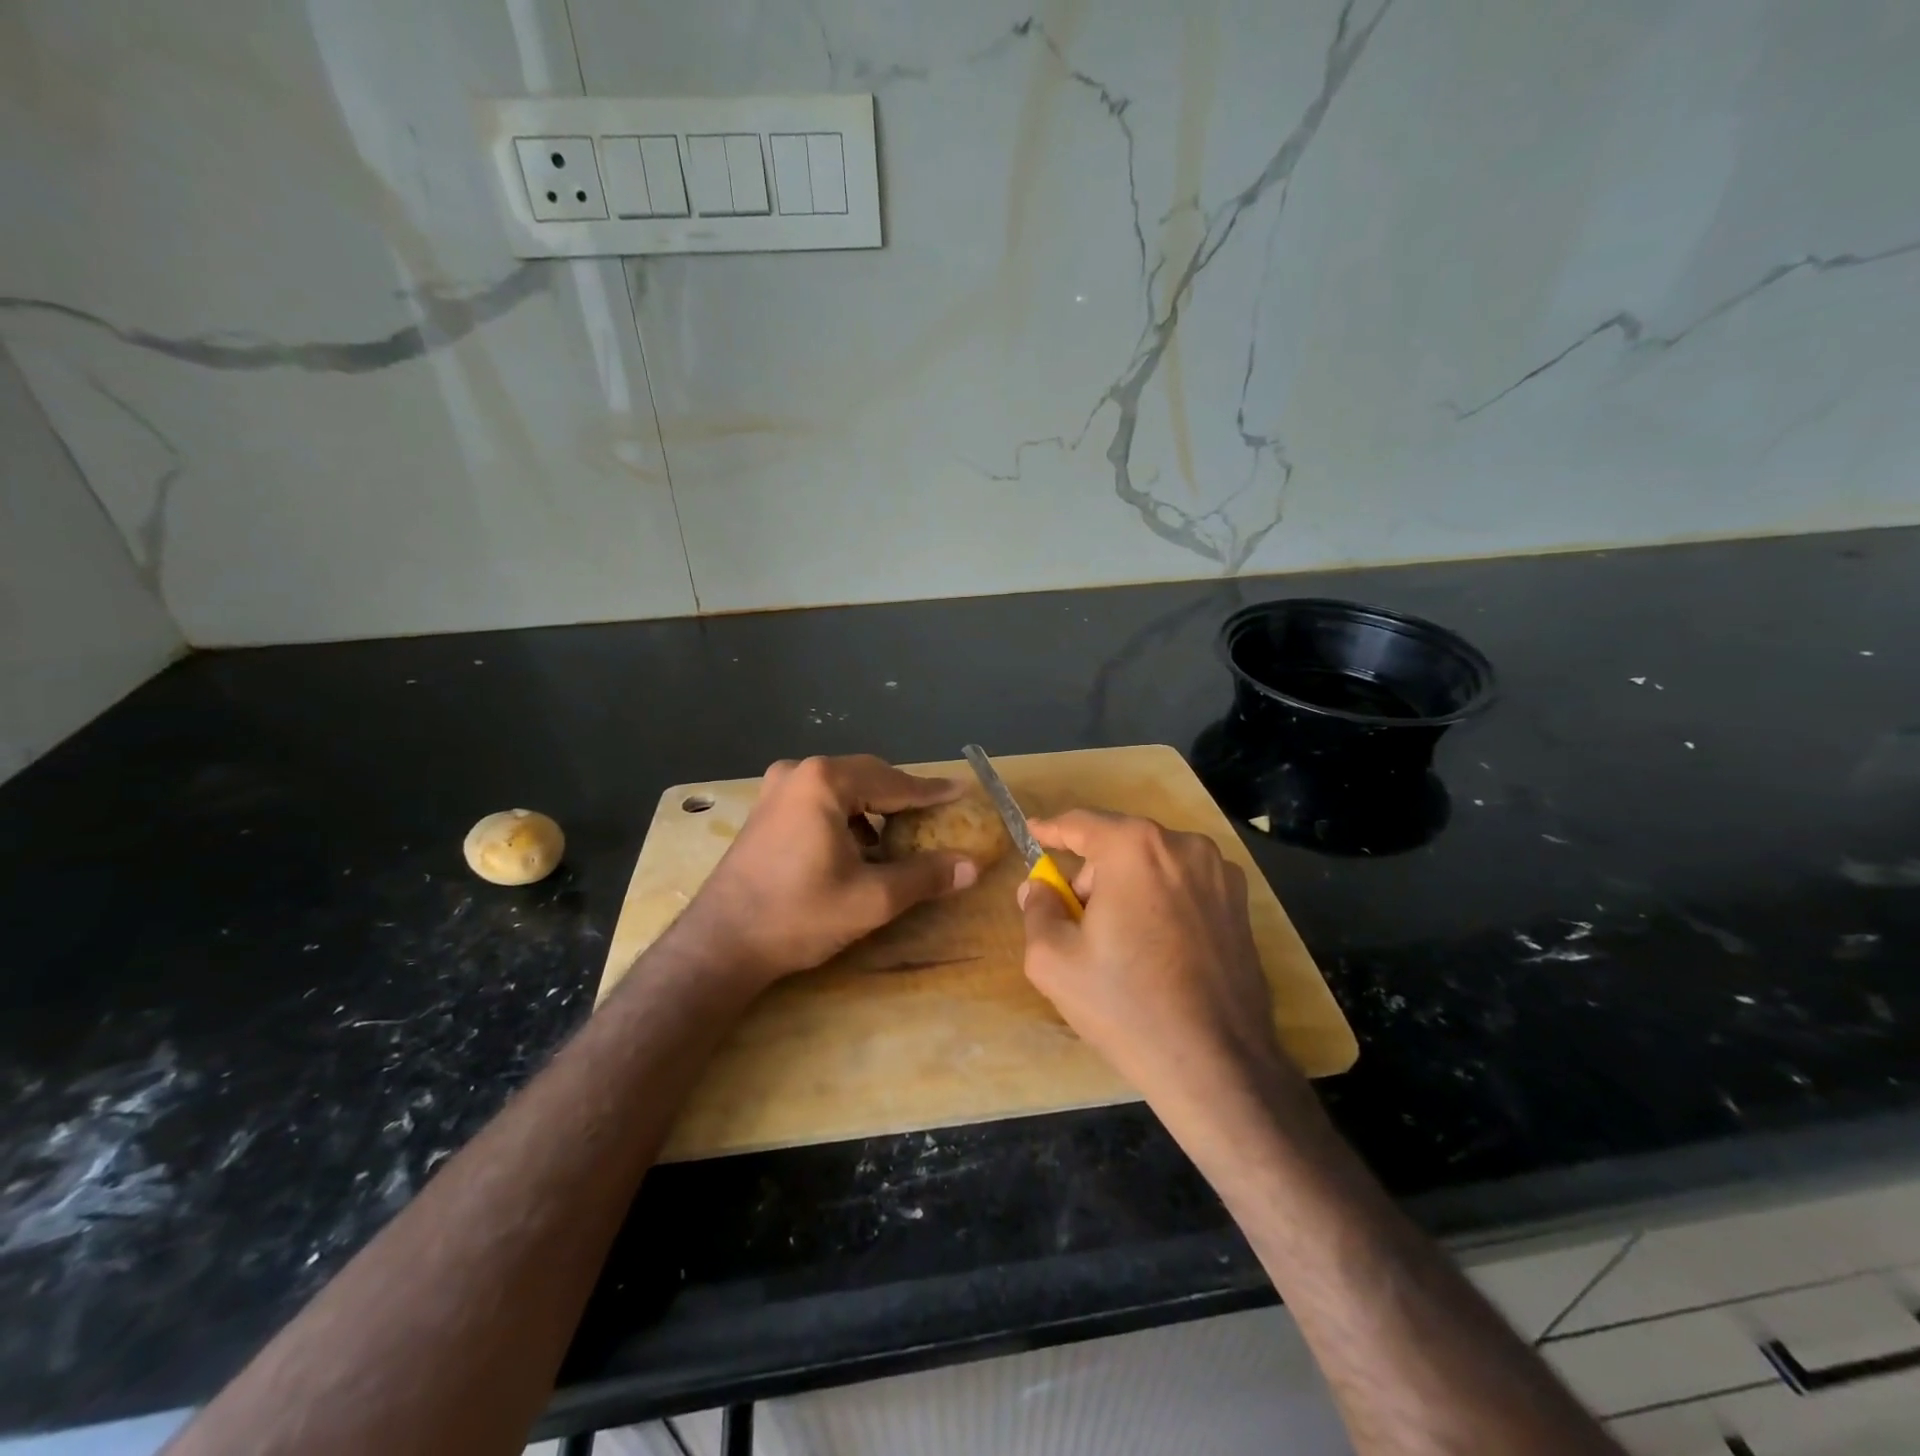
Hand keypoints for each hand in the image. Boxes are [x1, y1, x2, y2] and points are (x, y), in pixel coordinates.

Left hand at [676, 754, 980, 986]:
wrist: (720, 944)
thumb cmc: (798, 915)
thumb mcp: (872, 898)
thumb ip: (925, 876)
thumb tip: (971, 866)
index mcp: (825, 782)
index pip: (894, 782)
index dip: (932, 791)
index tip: (962, 791)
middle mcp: (799, 772)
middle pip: (867, 777)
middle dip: (903, 797)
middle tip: (936, 816)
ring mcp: (776, 789)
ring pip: (843, 788)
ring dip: (874, 808)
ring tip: (900, 835)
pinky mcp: (765, 810)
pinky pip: (820, 800)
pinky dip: (847, 816)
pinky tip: (858, 847)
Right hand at [1018, 810, 1305, 1113]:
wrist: (1216, 1064)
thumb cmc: (1125, 1005)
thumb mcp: (1053, 960)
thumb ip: (1037, 910)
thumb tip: (1038, 887)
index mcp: (1134, 848)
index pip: (1081, 823)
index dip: (1051, 829)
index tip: (1032, 832)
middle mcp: (1183, 846)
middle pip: (1119, 846)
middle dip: (1092, 875)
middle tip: (1075, 920)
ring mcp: (1220, 873)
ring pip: (1154, 865)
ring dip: (1127, 887)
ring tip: (1118, 942)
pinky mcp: (1241, 904)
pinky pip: (1184, 886)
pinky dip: (1161, 901)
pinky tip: (1156, 948)